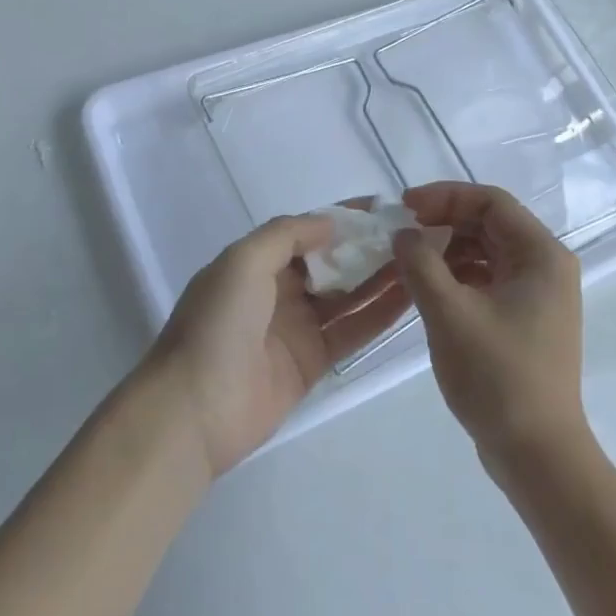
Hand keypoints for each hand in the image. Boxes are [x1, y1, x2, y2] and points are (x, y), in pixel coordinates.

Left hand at [148, 211, 411, 477]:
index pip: (307, 230)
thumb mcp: (243, 261)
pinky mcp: (313, 362)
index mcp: (257, 261)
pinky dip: (378, 316)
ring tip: (421, 260)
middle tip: (414, 235)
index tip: (384, 206)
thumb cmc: (217, 323)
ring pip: (347, 295)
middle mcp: (279, 290)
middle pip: (331, 262)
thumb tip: (330, 223)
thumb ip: (286, 234)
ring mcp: (297, 327)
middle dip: (367, 247)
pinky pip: (351, 332)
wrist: (194, 409)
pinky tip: (410, 297)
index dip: (343, 217)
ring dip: (380, 278)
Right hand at [393, 183, 589, 470]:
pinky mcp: (525, 319)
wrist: (536, 454)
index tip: (404, 207)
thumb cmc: (496, 376)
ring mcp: (538, 295)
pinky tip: (428, 289)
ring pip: (486, 252)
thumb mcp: (449, 313)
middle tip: (402, 234)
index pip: (491, 202)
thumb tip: (404, 235)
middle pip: (490, 224)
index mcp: (541, 255)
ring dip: (447, 250)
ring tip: (408, 262)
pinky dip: (457, 276)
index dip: (445, 196)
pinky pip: (488, 279)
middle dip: (443, 222)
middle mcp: (546, 266)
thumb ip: (420, 263)